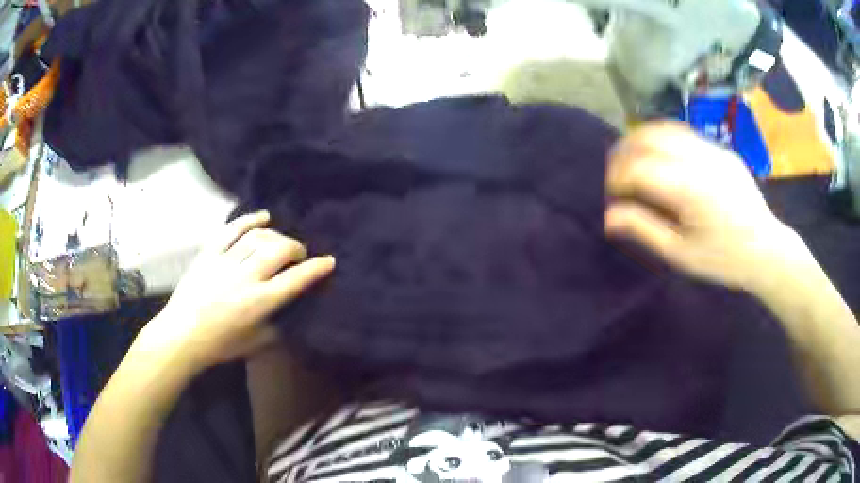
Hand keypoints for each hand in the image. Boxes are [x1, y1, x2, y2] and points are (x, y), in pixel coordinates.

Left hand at [133, 211, 334, 372]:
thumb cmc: (220, 345)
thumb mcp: (255, 344)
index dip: (316, 269)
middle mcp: (245, 277)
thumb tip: (292, 311)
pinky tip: (262, 217)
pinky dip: (249, 220)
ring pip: (257, 237)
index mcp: (259, 303)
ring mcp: (225, 262)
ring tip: (280, 240)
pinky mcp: (209, 253)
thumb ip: (278, 327)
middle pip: (278, 250)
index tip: (329, 261)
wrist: (181, 335)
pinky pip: (232, 230)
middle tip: (299, 254)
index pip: (295, 280)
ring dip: (275, 235)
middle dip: (296, 248)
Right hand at [604, 122, 806, 290]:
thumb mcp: (681, 254)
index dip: (618, 176)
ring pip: (665, 128)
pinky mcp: (721, 149)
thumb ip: (644, 229)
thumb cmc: (723, 259)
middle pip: (649, 138)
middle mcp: (701, 159)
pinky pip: (685, 134)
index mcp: (690, 188)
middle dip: (624, 152)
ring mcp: (714, 149)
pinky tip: (661, 157)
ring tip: (632, 160)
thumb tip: (609, 216)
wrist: (767, 249)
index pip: (640, 167)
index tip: (613, 194)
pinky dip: (663, 140)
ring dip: (641, 140)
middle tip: (616, 175)